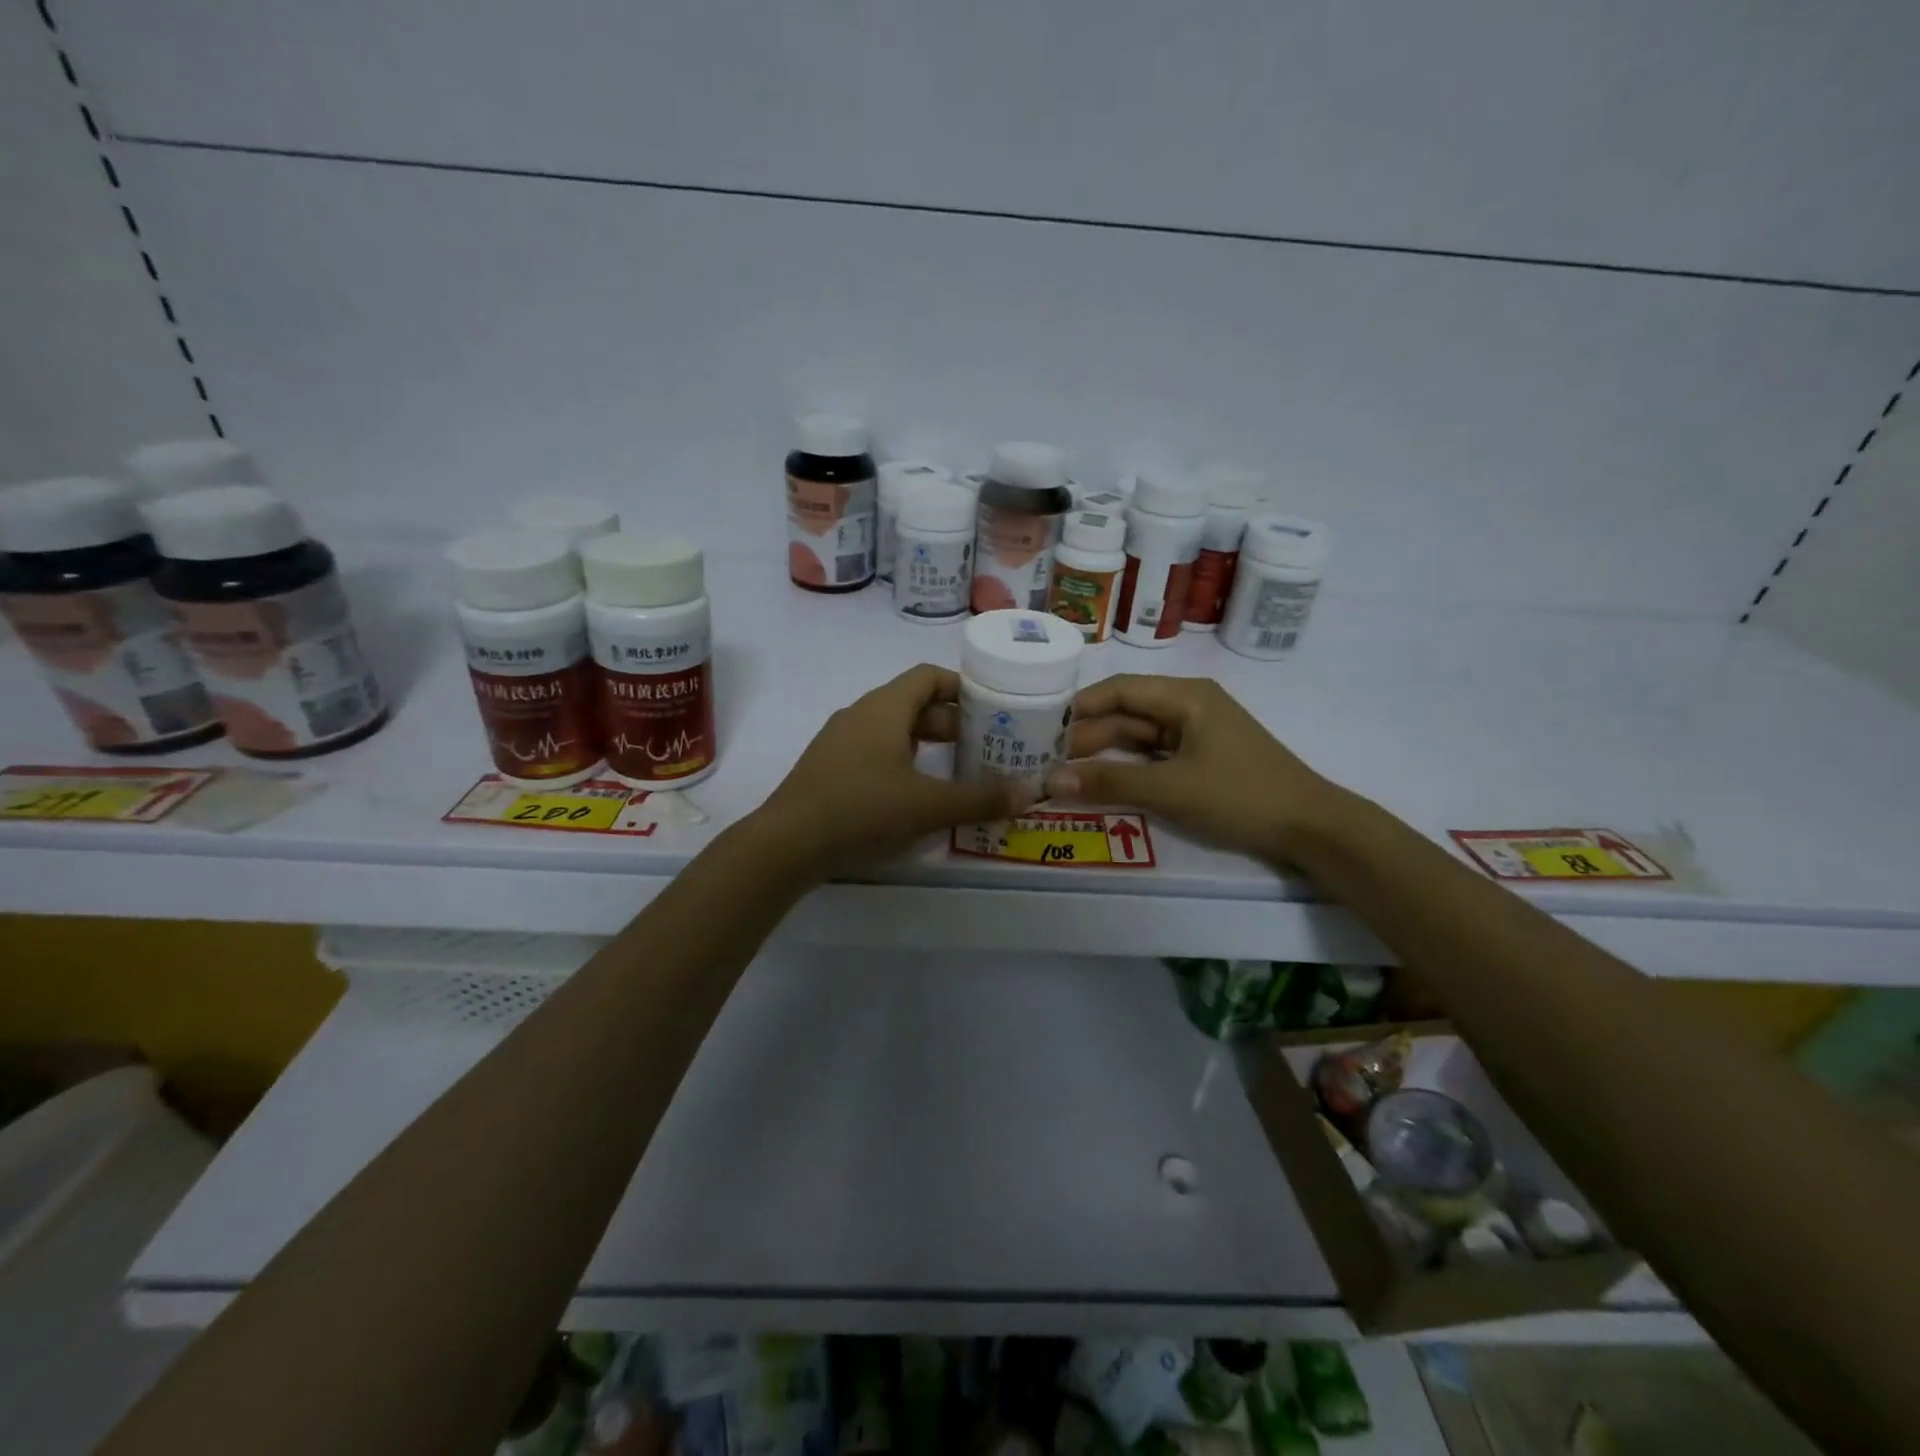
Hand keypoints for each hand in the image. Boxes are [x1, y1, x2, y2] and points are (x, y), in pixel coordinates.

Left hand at [748, 664, 1038, 877]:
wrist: (786, 844)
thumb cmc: (861, 810)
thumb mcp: (927, 805)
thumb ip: (981, 798)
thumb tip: (1032, 793)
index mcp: (884, 708)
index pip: (929, 676)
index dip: (963, 687)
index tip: (993, 708)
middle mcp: (861, 715)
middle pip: (915, 704)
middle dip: (952, 723)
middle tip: (986, 746)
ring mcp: (840, 741)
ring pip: (894, 730)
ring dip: (928, 744)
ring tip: (959, 770)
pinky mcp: (830, 768)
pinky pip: (876, 751)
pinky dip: (904, 761)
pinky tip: (917, 793)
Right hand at [1047, 674, 1354, 866]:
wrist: (1311, 827)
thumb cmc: (1241, 795)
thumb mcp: (1171, 789)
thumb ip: (1109, 784)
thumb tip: (1049, 782)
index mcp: (1185, 696)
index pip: (1119, 690)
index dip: (1079, 707)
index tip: (1041, 726)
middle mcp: (1189, 706)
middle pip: (1127, 714)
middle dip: (1088, 736)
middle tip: (1046, 760)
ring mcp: (1197, 733)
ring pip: (1139, 737)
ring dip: (1105, 754)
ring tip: (1064, 773)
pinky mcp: (1203, 758)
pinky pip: (1155, 756)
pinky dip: (1129, 768)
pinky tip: (1102, 783)